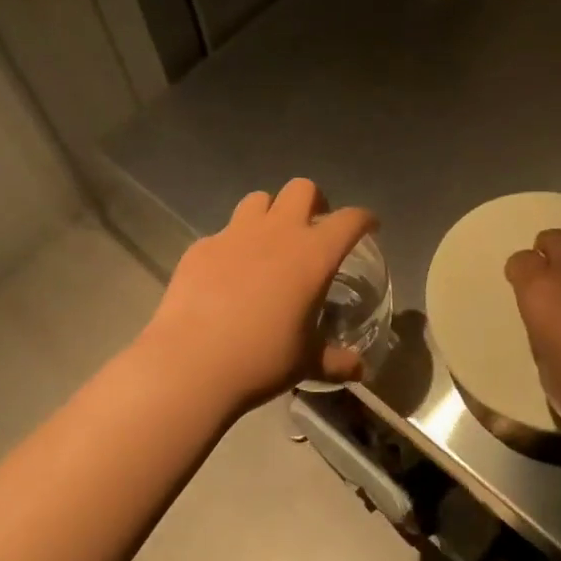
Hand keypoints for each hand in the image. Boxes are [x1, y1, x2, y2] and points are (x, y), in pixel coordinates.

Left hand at [136, 179, 376, 416]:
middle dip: (314, 202)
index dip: (364, 219)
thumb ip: (336, 361)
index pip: (350, 220)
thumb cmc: (262, 359)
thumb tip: (359, 371)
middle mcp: (277, 232)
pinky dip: (233, 246)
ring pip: (259, 200)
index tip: (369, 227)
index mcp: (313, 254)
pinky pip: (223, 233)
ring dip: (270, 214)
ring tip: (269, 243)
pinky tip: (227, 274)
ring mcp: (234, 234)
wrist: (191, 363)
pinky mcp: (201, 246)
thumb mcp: (307, 363)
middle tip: (314, 228)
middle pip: (301, 189)